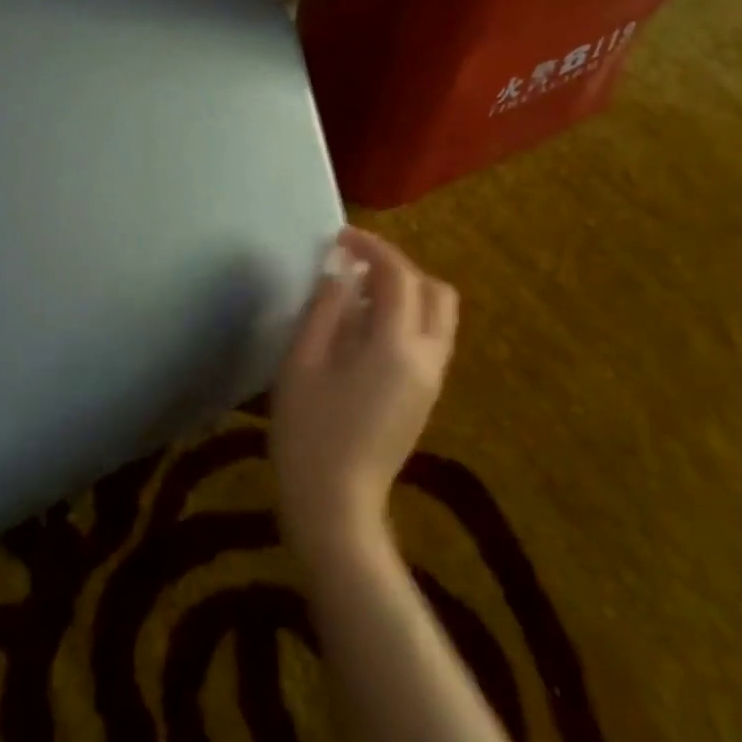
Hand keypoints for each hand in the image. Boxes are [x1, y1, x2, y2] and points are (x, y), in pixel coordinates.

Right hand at [272, 227, 458, 559]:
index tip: (340, 237)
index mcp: (395, 345)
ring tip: (358, 294)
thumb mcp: (303, 361)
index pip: (398, 276)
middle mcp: (427, 357)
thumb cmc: (308, 431)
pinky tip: (365, 329)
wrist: (335, 504)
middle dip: (397, 266)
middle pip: (433, 290)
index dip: (371, 247)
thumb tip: (341, 274)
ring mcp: (432, 380)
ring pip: (438, 315)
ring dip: (406, 291)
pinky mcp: (426, 397)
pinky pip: (429, 339)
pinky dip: (407, 317)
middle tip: (354, 264)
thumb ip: (324, 309)